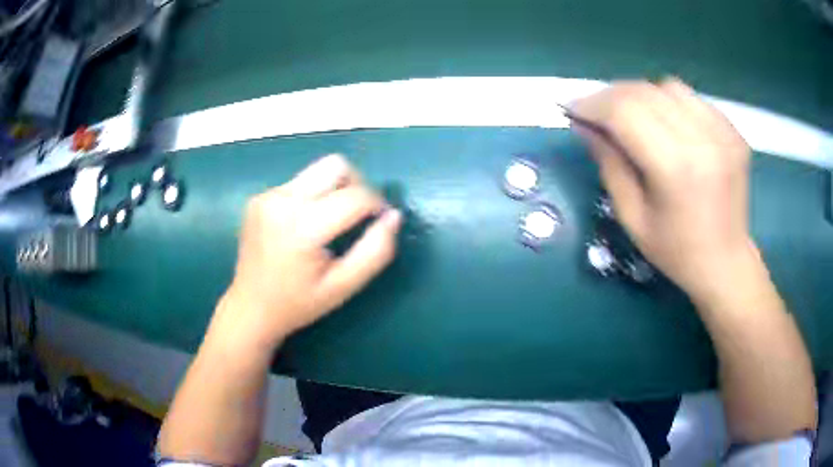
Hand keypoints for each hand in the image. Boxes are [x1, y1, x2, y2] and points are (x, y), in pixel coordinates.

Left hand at [214, 154, 401, 349]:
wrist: (249, 307)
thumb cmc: (298, 304)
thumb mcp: (343, 286)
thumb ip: (375, 251)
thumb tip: (393, 216)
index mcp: (302, 228)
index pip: (355, 196)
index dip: (377, 204)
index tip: (380, 221)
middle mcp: (281, 202)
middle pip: (335, 165)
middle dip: (357, 184)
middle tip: (359, 214)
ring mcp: (267, 196)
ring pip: (317, 171)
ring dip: (334, 190)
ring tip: (331, 221)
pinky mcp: (259, 197)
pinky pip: (298, 183)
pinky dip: (312, 197)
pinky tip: (305, 225)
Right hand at [572, 78, 755, 300]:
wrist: (726, 263)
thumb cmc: (676, 251)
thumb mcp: (632, 217)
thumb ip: (609, 164)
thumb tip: (583, 124)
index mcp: (676, 168)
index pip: (625, 111)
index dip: (592, 104)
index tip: (572, 109)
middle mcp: (703, 140)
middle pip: (645, 92)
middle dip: (611, 96)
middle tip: (597, 113)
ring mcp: (723, 132)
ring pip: (669, 87)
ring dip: (643, 96)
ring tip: (636, 118)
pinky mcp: (733, 131)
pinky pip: (692, 99)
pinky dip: (671, 104)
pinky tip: (668, 125)